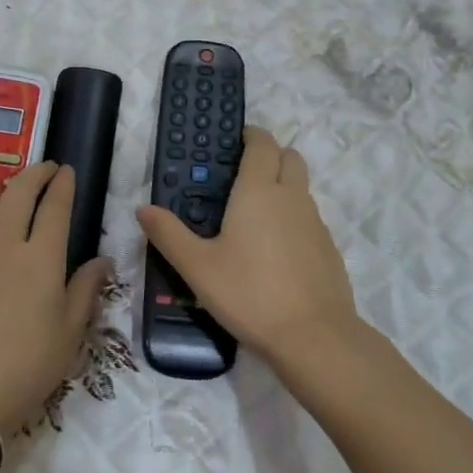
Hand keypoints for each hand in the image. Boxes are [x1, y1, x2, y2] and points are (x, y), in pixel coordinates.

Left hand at [0, 163, 109, 436]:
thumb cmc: (28, 367)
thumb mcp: (70, 333)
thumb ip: (86, 290)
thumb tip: (102, 261)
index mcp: (41, 258)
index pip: (55, 206)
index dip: (62, 183)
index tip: (65, 171)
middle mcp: (2, 244)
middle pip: (16, 191)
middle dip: (33, 172)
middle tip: (41, 170)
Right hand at [137, 128, 361, 386]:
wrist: (313, 337)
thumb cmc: (249, 294)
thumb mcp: (197, 267)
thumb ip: (169, 234)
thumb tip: (143, 208)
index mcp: (258, 192)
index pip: (262, 144)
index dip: (251, 136)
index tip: (236, 140)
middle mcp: (291, 197)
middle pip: (290, 157)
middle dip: (270, 155)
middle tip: (243, 173)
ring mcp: (315, 222)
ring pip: (301, 187)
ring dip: (283, 186)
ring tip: (253, 214)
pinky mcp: (328, 248)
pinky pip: (309, 217)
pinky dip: (293, 217)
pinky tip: (274, 250)